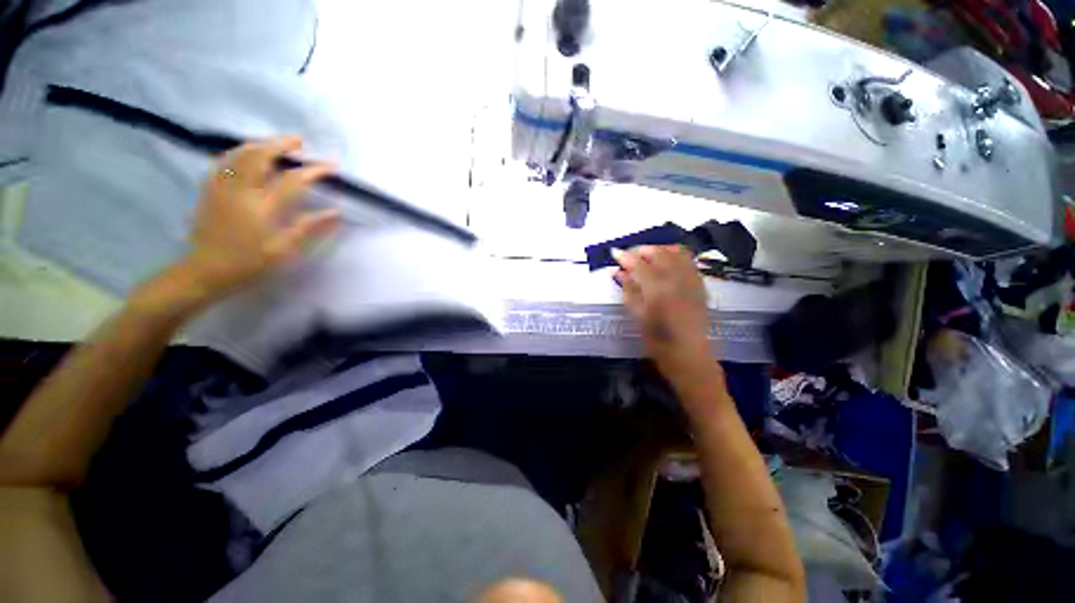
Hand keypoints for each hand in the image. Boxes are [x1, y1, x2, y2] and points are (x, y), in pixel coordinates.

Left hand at [182, 136, 340, 298]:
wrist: (206, 270)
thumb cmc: (250, 263)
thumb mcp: (284, 250)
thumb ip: (308, 227)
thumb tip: (335, 212)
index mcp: (262, 209)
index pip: (293, 181)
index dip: (313, 170)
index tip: (331, 165)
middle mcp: (240, 192)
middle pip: (260, 157)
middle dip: (281, 145)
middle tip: (299, 141)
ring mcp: (221, 188)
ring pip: (239, 155)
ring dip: (260, 144)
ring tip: (275, 143)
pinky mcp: (209, 190)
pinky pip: (224, 161)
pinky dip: (239, 151)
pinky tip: (247, 152)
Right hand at [613, 245, 712, 373]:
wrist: (688, 355)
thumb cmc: (657, 340)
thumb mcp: (637, 315)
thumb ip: (628, 290)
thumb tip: (617, 272)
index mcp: (657, 290)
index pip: (638, 264)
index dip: (625, 257)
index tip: (614, 253)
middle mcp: (676, 280)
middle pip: (658, 253)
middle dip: (641, 250)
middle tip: (629, 257)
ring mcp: (691, 280)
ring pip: (676, 252)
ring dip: (659, 249)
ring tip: (647, 256)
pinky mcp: (700, 285)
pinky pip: (689, 260)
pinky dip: (675, 255)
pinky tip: (666, 262)